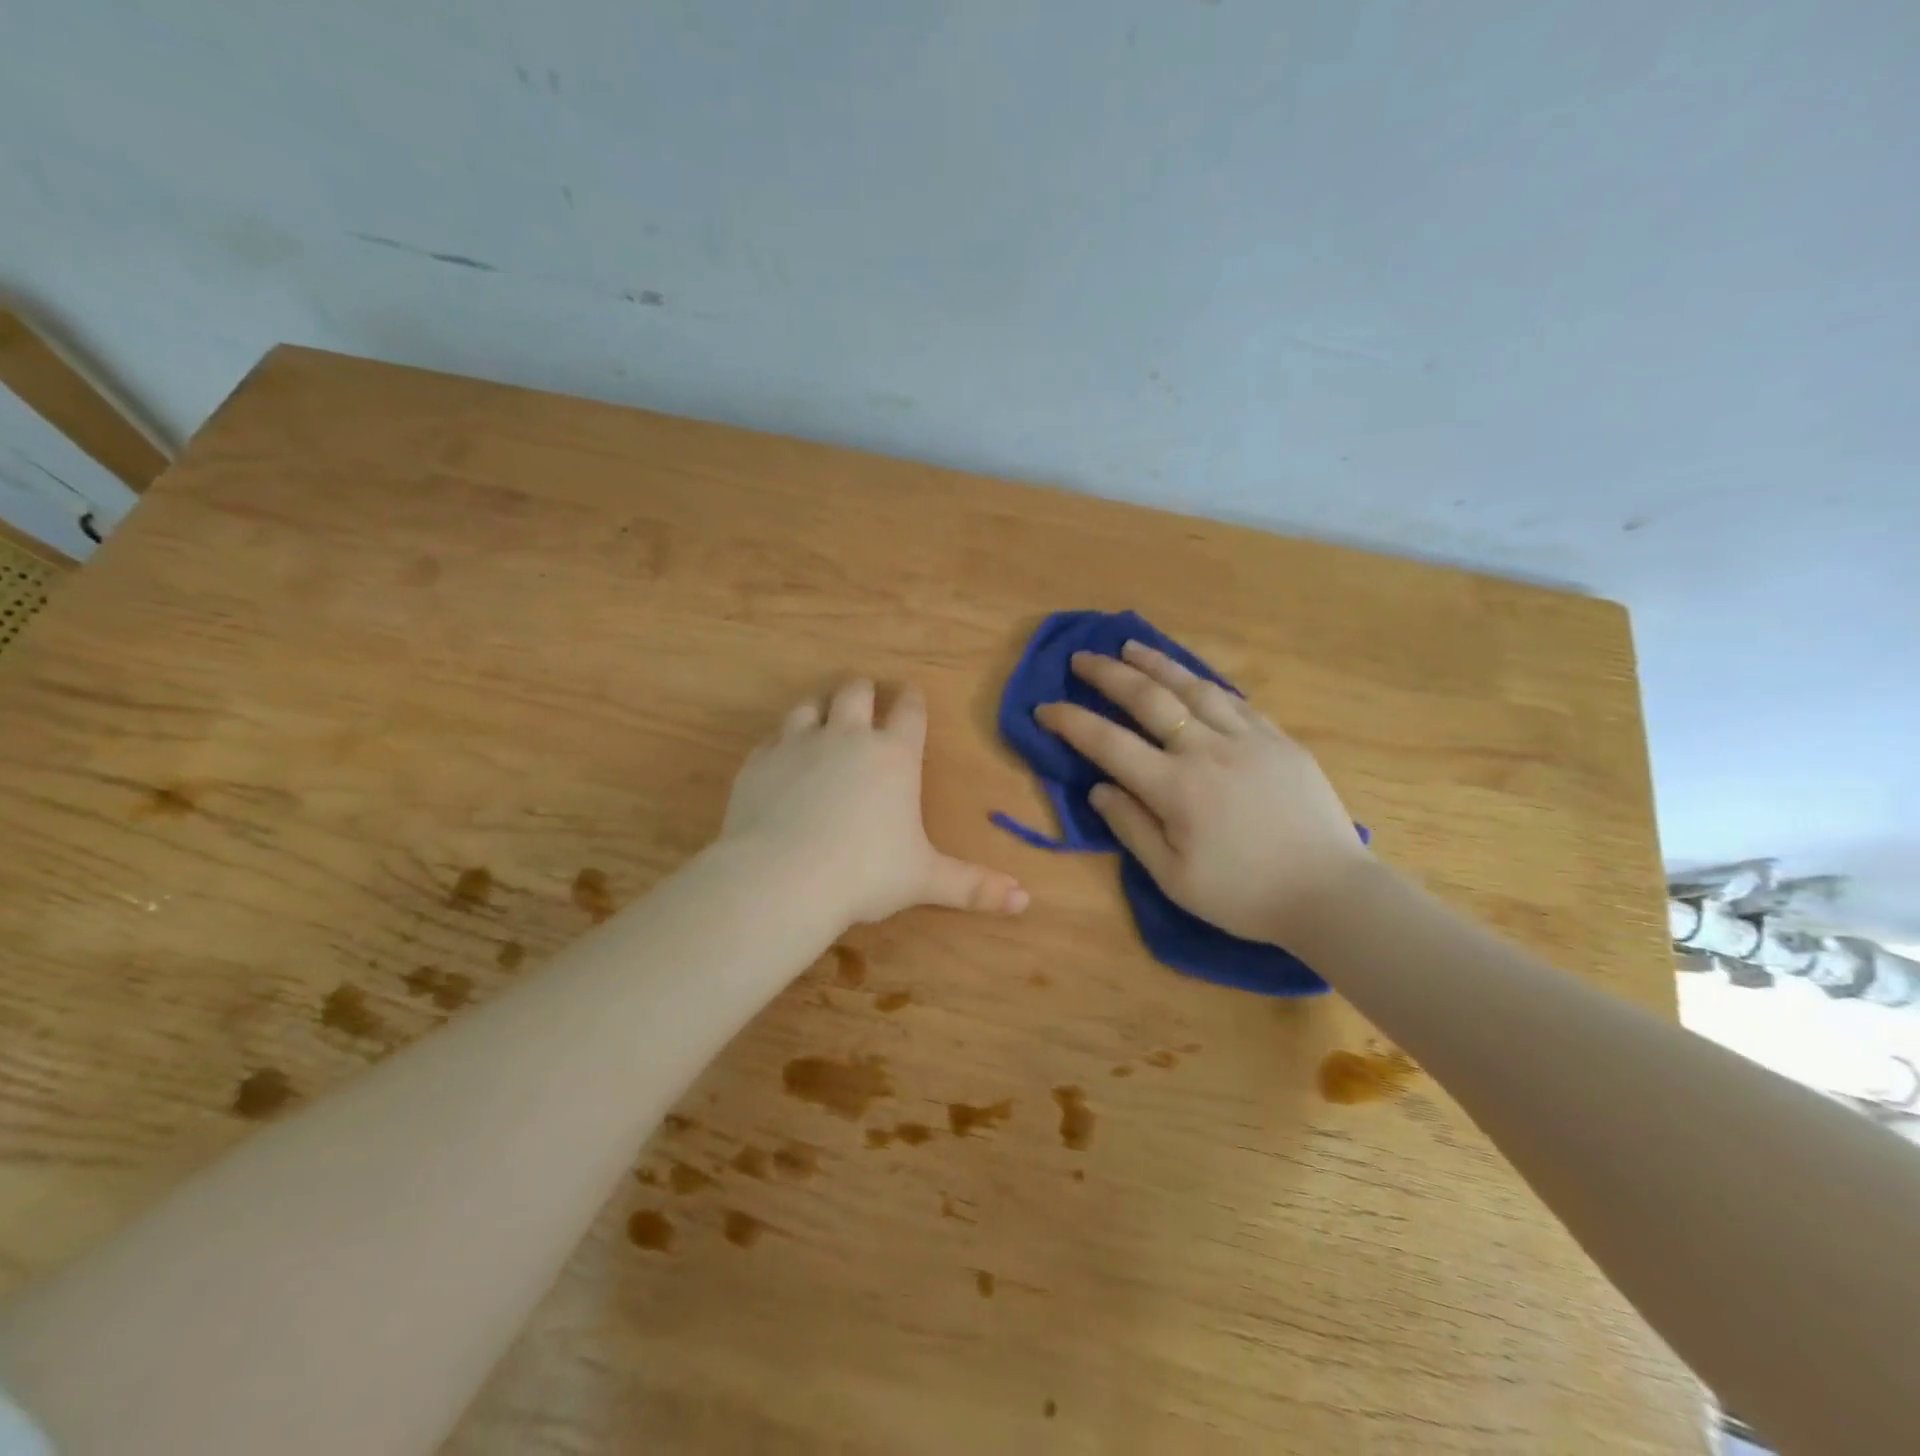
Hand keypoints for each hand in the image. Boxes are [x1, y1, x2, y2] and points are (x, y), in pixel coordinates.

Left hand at [720, 679, 1029, 926]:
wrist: (783, 878)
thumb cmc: (866, 874)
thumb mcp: (925, 880)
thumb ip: (974, 886)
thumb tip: (1024, 900)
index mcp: (894, 756)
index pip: (909, 711)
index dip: (912, 700)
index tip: (911, 693)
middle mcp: (847, 738)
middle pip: (855, 691)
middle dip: (863, 691)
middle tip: (865, 698)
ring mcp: (798, 745)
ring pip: (810, 706)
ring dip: (820, 708)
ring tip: (822, 718)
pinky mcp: (760, 762)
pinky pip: (771, 738)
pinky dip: (781, 743)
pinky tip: (781, 758)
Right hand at [1034, 641, 1367, 943]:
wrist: (1331, 893)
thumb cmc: (1244, 895)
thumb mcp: (1174, 877)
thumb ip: (1132, 828)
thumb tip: (1098, 789)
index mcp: (1175, 788)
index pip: (1108, 743)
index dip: (1071, 722)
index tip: (1044, 707)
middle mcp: (1207, 750)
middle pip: (1149, 699)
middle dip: (1108, 674)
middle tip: (1081, 657)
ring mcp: (1248, 739)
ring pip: (1194, 687)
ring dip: (1157, 664)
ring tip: (1131, 646)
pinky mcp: (1279, 740)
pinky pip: (1234, 700)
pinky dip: (1204, 683)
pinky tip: (1192, 678)